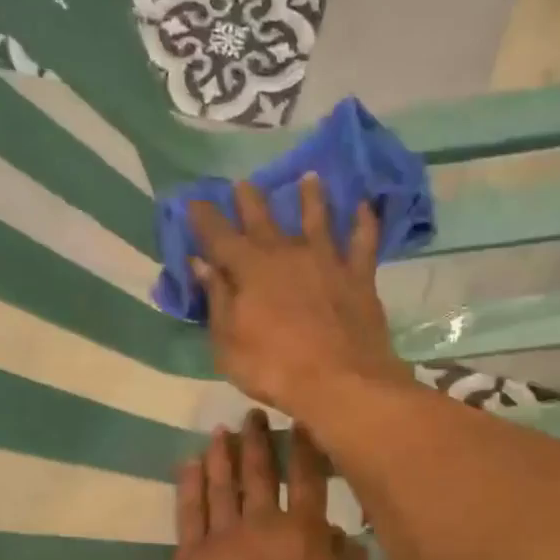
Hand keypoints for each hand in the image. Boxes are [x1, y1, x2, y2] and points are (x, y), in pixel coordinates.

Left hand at [167, 408, 379, 559]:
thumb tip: (343, 535)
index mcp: (305, 534)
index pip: (309, 480)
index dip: (306, 448)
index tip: (301, 421)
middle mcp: (262, 524)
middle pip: (259, 473)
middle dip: (258, 440)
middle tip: (253, 413)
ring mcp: (221, 538)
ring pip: (221, 484)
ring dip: (221, 455)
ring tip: (221, 431)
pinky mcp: (188, 558)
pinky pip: (188, 511)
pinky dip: (188, 484)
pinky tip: (188, 464)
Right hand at [188, 174, 413, 423]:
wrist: (341, 382)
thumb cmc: (274, 369)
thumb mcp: (228, 344)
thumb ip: (216, 300)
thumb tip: (202, 264)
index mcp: (249, 269)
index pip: (218, 235)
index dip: (204, 217)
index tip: (194, 201)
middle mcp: (286, 254)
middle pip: (264, 218)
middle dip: (250, 199)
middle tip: (243, 183)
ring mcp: (326, 261)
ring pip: (317, 219)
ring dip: (311, 197)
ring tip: (309, 177)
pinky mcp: (358, 277)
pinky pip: (363, 242)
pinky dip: (365, 223)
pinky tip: (365, 207)